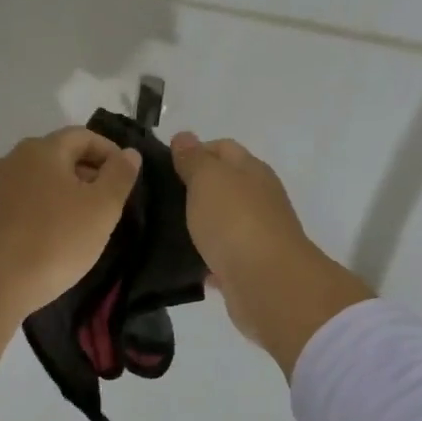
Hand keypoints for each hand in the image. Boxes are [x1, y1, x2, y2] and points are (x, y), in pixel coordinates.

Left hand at [0, 127, 141, 319]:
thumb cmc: (55, 241)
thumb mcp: (102, 208)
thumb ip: (120, 175)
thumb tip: (129, 153)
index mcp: (42, 149)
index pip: (84, 136)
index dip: (110, 153)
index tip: (126, 179)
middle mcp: (13, 158)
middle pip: (59, 155)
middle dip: (88, 173)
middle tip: (109, 203)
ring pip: (41, 178)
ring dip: (66, 191)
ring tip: (84, 221)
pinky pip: (24, 199)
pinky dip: (44, 207)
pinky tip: (55, 233)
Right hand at [170, 132, 371, 374]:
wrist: (266, 284)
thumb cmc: (235, 222)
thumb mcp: (208, 179)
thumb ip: (194, 159)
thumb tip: (184, 137)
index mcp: (251, 171)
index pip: (223, 149)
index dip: (195, 151)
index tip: (163, 165)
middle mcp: (258, 199)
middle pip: (223, 186)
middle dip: (193, 189)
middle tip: (155, 199)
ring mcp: (255, 235)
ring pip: (221, 223)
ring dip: (198, 225)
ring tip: (161, 231)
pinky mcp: (248, 268)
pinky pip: (220, 258)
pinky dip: (204, 260)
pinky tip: (182, 265)